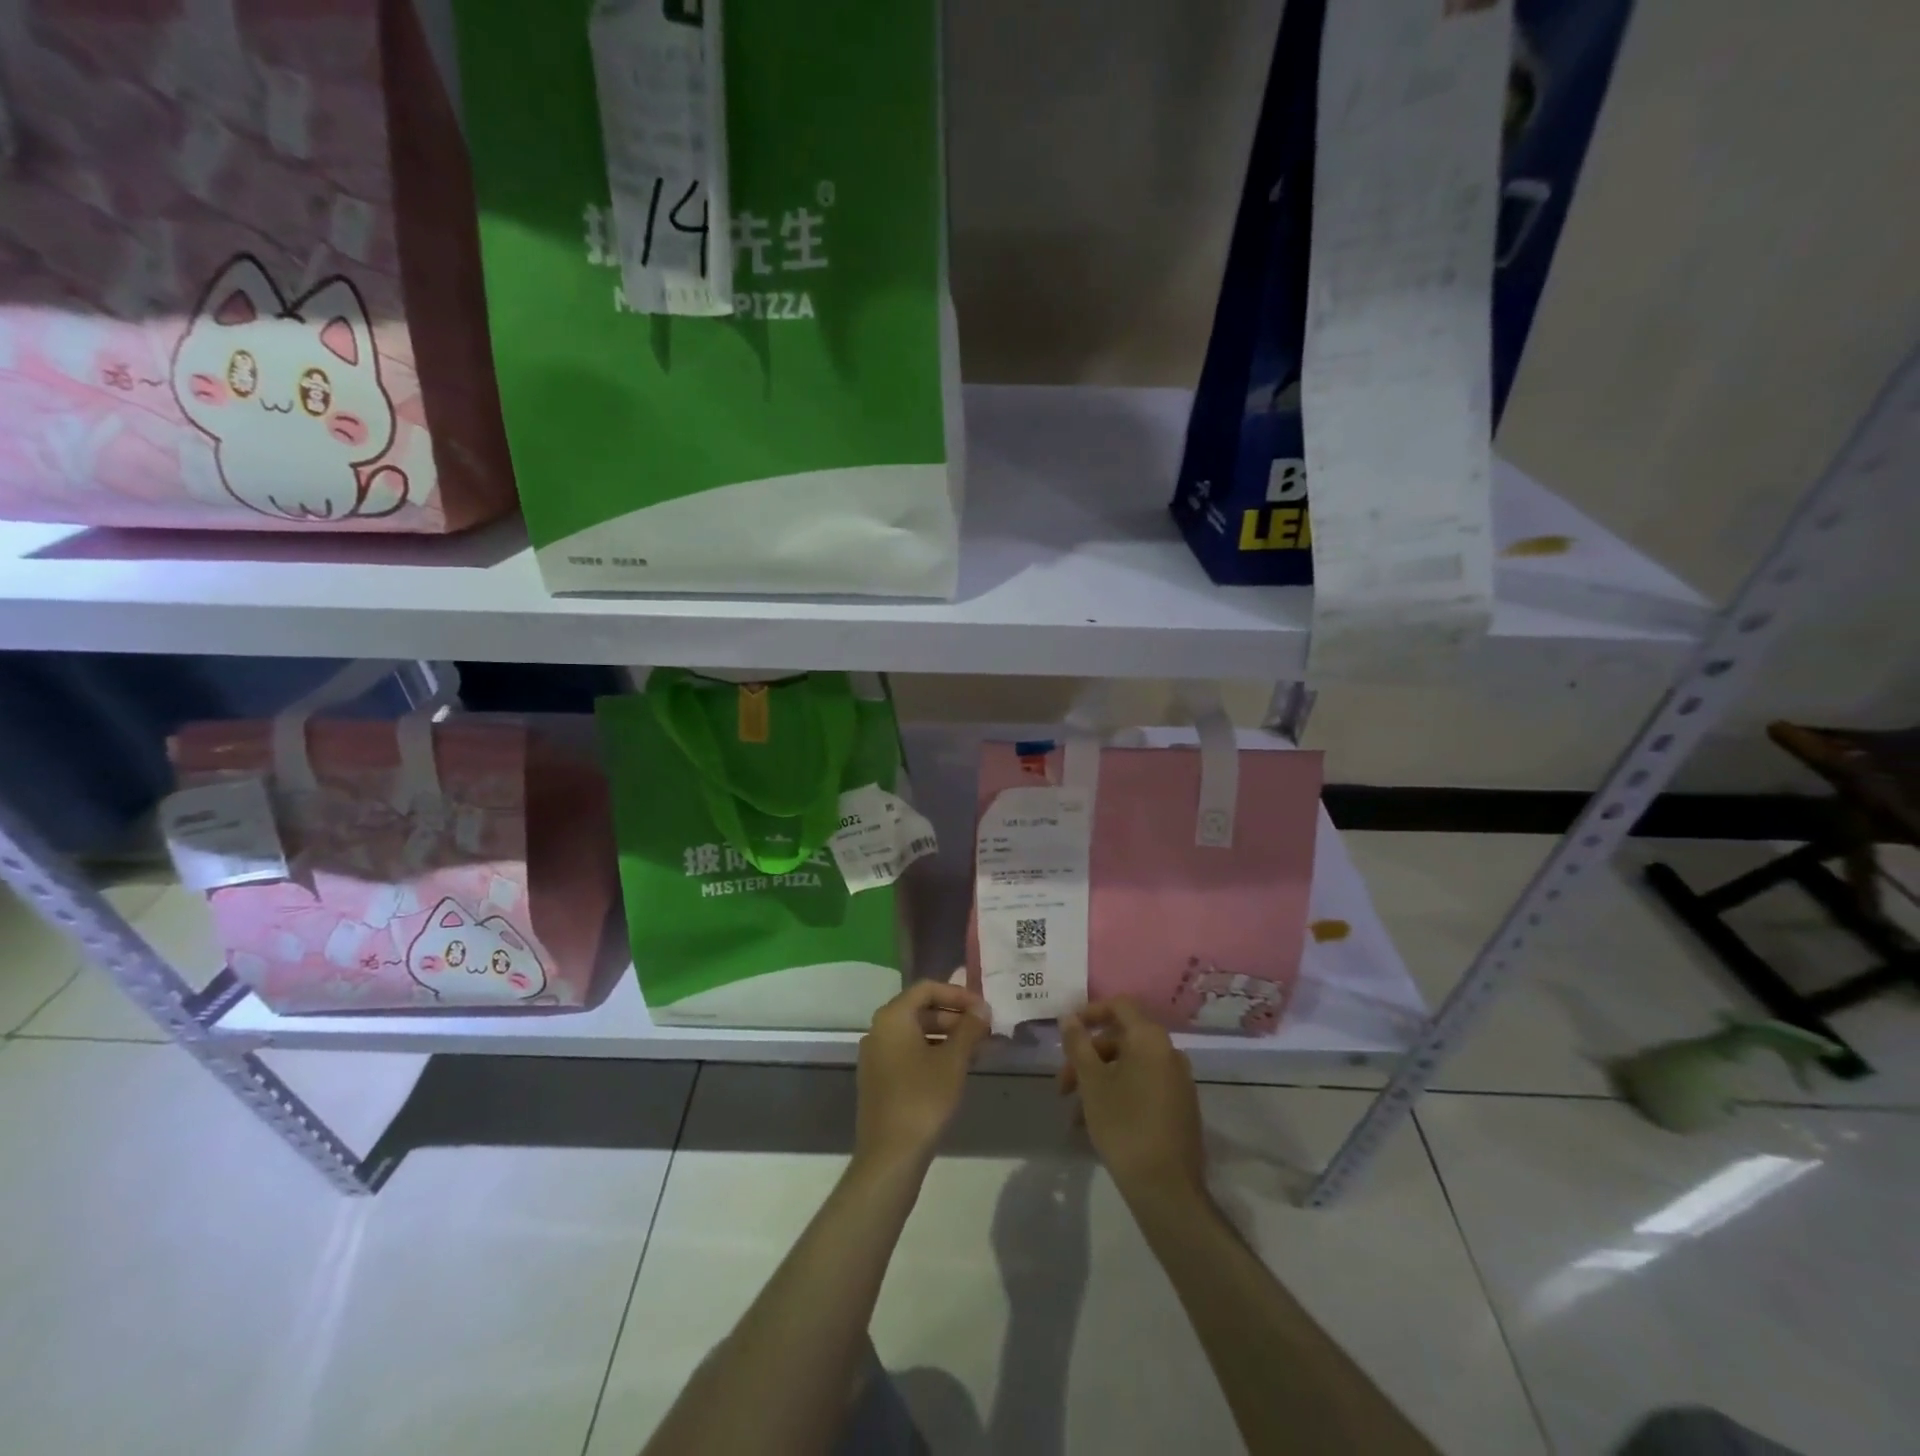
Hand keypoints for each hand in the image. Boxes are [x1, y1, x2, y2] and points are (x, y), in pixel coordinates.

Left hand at [854, 980, 991, 1178]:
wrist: (890, 1155)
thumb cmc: (923, 1099)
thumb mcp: (953, 1061)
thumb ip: (969, 1029)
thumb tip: (982, 1008)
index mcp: (893, 1017)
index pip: (927, 988)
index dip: (958, 994)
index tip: (983, 1008)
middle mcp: (879, 1029)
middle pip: (920, 1009)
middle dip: (954, 1016)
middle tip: (984, 1030)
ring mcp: (876, 1055)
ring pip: (916, 1033)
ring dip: (947, 1036)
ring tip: (977, 1050)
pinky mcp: (879, 1078)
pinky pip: (908, 1052)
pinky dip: (933, 1052)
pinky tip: (956, 1069)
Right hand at [1060, 998, 1205, 1207]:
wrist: (1167, 1189)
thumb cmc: (1124, 1125)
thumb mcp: (1092, 1082)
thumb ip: (1078, 1044)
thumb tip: (1068, 1017)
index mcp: (1150, 1039)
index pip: (1119, 1006)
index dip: (1090, 1012)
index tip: (1066, 1033)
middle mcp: (1169, 1052)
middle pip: (1122, 1039)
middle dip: (1088, 1056)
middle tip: (1063, 1085)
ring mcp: (1178, 1081)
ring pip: (1130, 1066)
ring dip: (1099, 1079)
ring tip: (1075, 1112)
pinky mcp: (1180, 1107)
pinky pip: (1144, 1086)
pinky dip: (1119, 1093)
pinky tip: (1097, 1123)